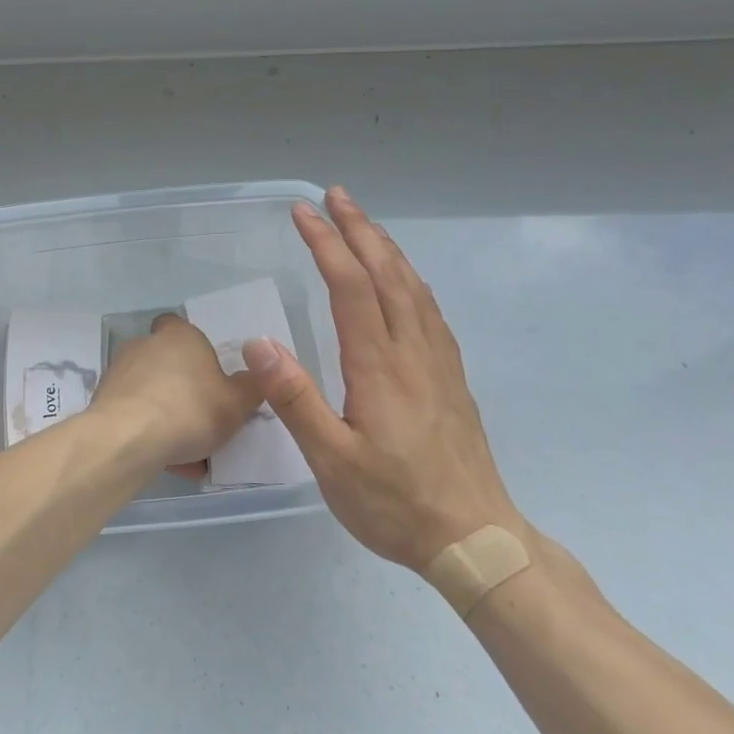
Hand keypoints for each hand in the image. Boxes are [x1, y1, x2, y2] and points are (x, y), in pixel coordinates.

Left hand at [89, 313, 262, 472]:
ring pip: (151, 394)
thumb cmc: (189, 410)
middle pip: (167, 364)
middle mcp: (145, 345)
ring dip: (166, 417)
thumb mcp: (237, 403)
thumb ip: (250, 388)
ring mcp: (120, 372)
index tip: (207, 375)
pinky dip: (147, 433)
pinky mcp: (102, 401)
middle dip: (183, 391)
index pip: (180, 326)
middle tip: (203, 422)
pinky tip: (164, 461)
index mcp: (179, 336)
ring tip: (187, 454)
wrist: (127, 438)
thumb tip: (252, 377)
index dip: (193, 348)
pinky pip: (133, 415)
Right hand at [244, 187, 526, 573]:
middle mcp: (412, 350)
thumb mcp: (331, 461)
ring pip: (412, 286)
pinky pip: (430, 309)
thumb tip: (258, 343)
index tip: (303, 212)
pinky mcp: (450, 377)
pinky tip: (403, 280)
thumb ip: (295, 399)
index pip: (350, 286)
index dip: (326, 243)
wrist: (475, 538)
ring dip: (386, 247)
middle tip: (334, 196)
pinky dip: (410, 278)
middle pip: (386, 273)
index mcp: (378, 366)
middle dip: (358, 229)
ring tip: (364, 223)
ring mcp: (437, 361)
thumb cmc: (394, 502)